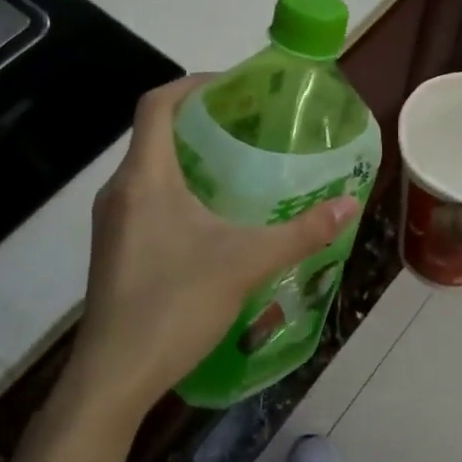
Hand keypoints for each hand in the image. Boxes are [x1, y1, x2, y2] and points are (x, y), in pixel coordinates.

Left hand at [63, 76, 358, 423]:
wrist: (113, 377)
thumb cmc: (175, 305)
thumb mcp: (247, 263)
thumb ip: (301, 233)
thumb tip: (350, 204)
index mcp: (144, 178)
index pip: (157, 104)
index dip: (192, 84)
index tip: (233, 87)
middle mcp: (120, 190)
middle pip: (155, 134)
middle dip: (200, 123)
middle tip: (249, 127)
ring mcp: (112, 223)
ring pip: (150, 170)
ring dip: (190, 159)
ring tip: (239, 168)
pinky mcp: (115, 250)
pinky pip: (146, 200)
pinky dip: (178, 191)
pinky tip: (213, 220)